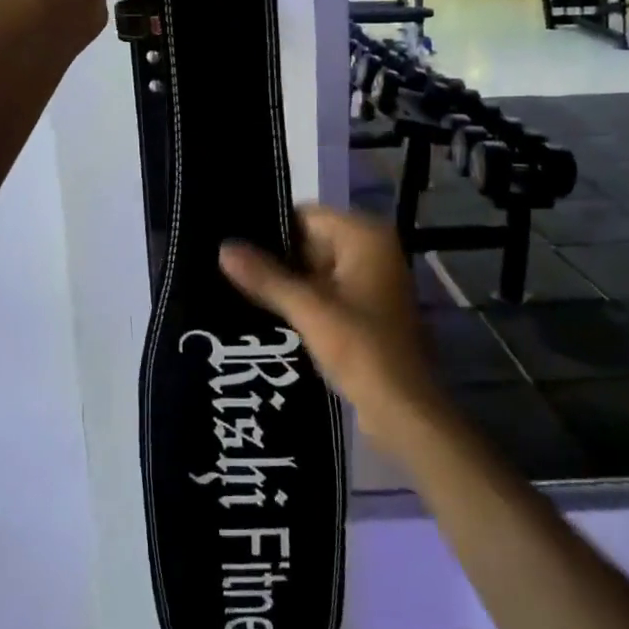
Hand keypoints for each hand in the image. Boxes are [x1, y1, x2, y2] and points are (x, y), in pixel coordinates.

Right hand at [220, 206, 444, 445]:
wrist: (405, 412)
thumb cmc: (363, 350)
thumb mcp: (309, 310)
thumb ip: (266, 277)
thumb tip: (223, 247)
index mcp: (366, 237)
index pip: (306, 216)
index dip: (269, 228)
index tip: (229, 238)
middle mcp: (372, 251)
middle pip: (309, 241)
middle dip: (273, 257)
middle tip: (224, 265)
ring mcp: (370, 282)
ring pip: (314, 270)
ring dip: (283, 282)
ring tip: (233, 286)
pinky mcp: (364, 311)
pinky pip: (323, 293)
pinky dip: (299, 300)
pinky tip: (261, 310)